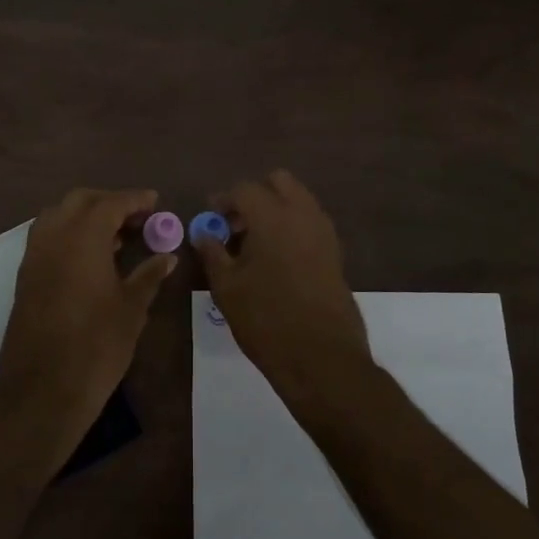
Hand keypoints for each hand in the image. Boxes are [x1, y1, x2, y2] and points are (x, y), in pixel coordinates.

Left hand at [0, 188, 176, 468]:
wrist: (43, 390)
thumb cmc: (96, 346)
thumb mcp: (132, 309)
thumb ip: (149, 275)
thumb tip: (166, 256)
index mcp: (82, 238)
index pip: (111, 203)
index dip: (135, 200)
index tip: (155, 202)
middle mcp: (53, 237)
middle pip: (80, 201)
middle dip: (109, 202)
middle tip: (137, 219)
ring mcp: (34, 256)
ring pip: (58, 216)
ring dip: (86, 216)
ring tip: (116, 238)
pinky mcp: (25, 276)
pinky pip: (47, 238)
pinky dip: (69, 234)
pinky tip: (91, 258)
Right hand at [193, 171, 373, 419]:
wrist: (321, 356)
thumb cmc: (266, 319)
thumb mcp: (227, 287)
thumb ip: (213, 253)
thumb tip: (203, 234)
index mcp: (273, 216)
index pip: (244, 189)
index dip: (223, 200)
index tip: (211, 218)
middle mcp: (303, 214)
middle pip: (279, 182)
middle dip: (255, 195)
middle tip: (236, 224)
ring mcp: (324, 232)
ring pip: (299, 200)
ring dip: (276, 209)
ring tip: (254, 244)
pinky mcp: (335, 252)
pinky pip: (310, 222)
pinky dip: (292, 226)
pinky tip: (276, 258)